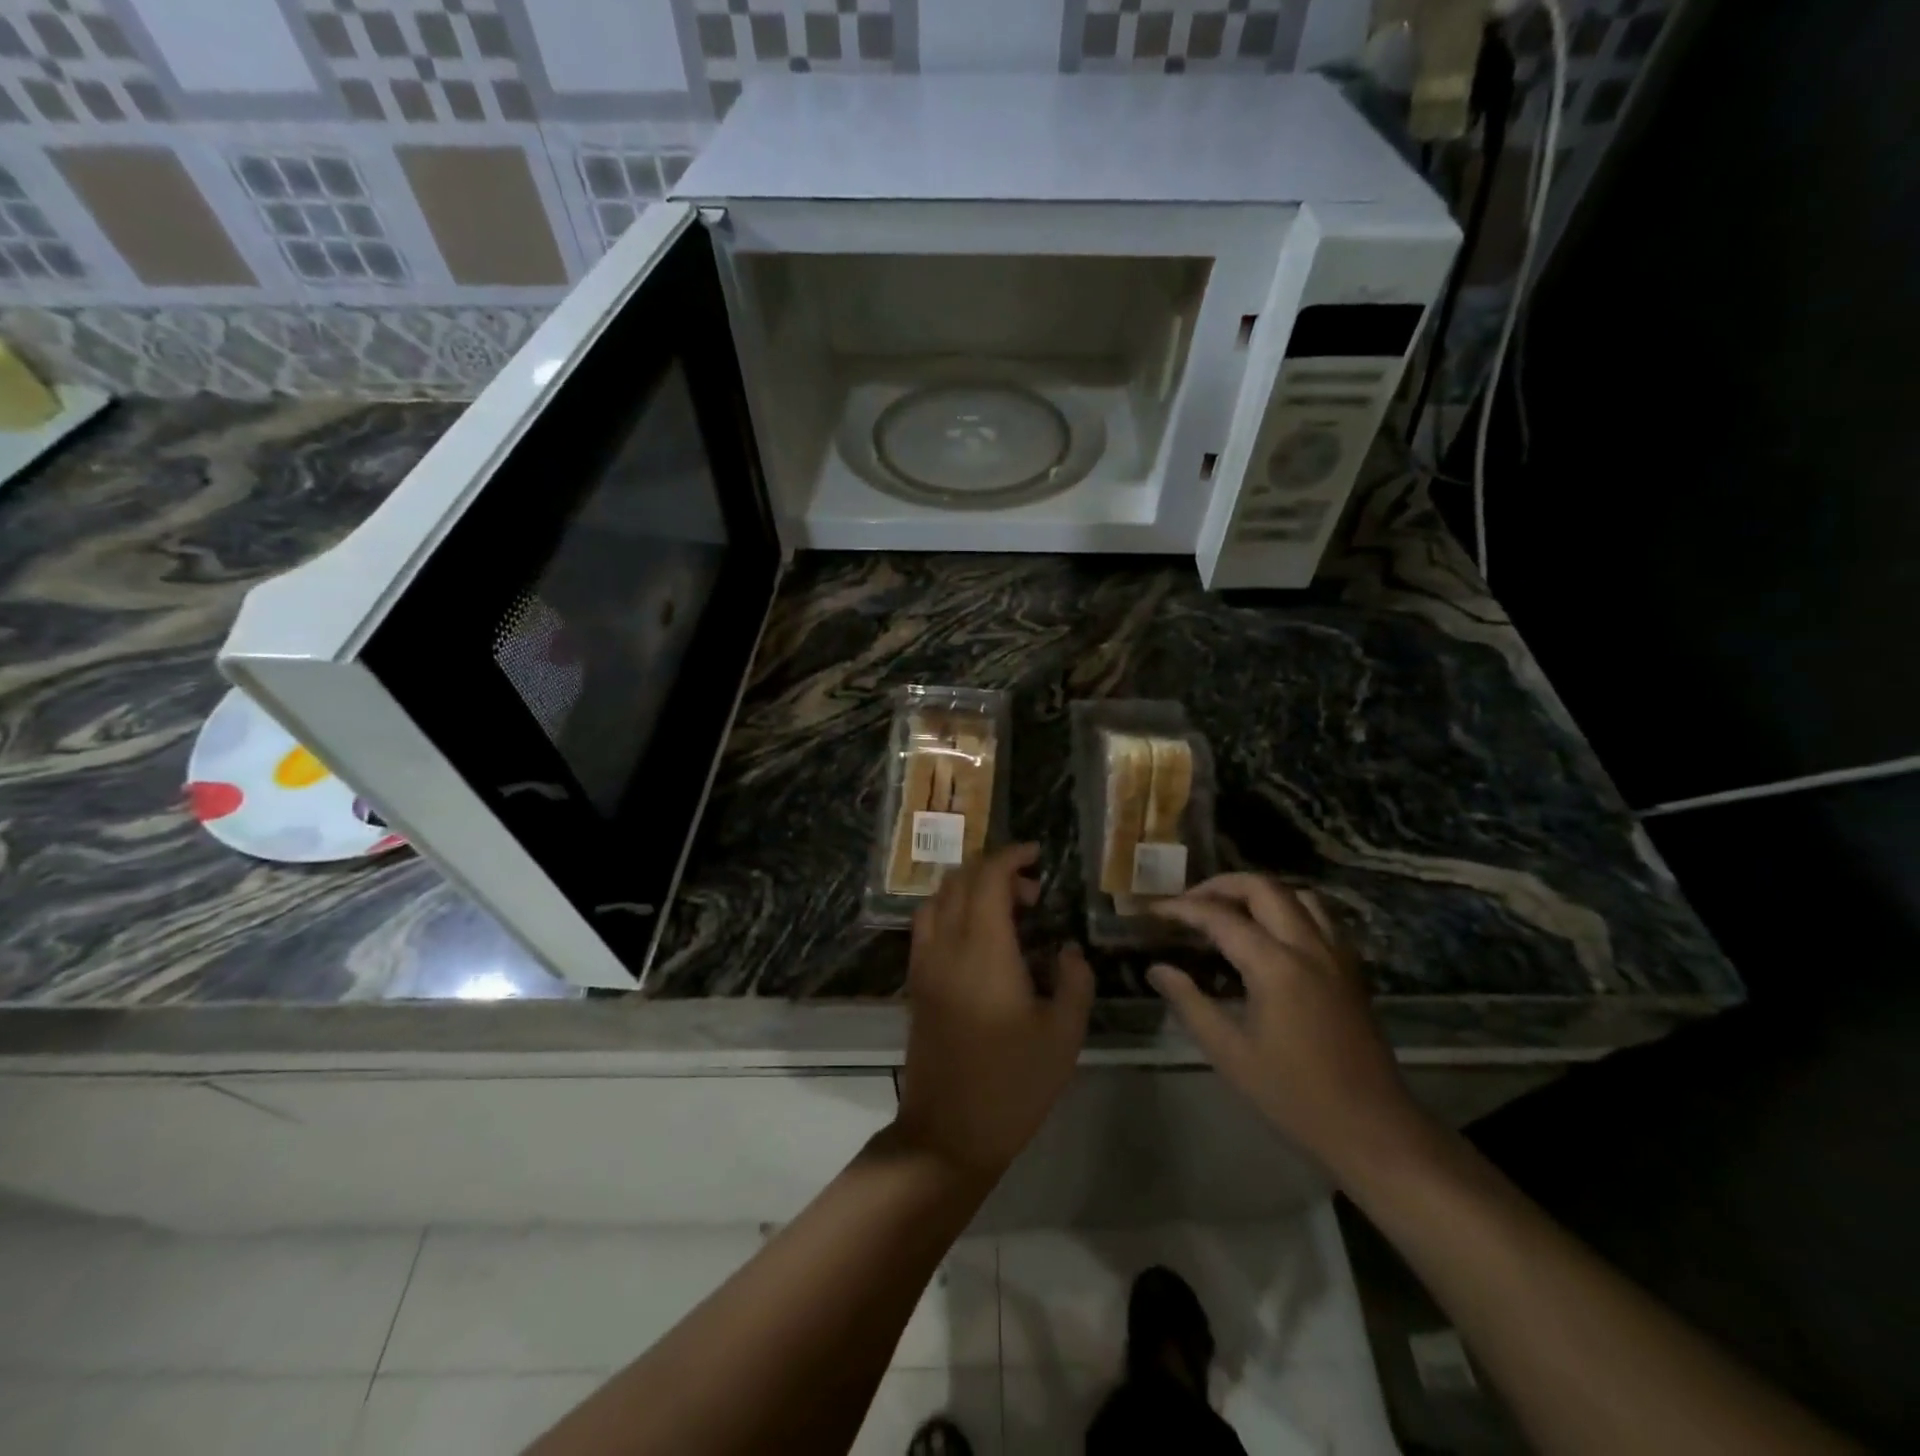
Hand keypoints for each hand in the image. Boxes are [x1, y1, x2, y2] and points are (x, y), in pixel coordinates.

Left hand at [894, 843, 1094, 1179]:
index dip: (1012, 856)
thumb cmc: (1014, 1084)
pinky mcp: (916, 983)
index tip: (1037, 854)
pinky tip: (979, 937)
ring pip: (938, 898)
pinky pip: (928, 924)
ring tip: (1006, 910)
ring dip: (970, 888)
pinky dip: (952, 909)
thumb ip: (1073, 979)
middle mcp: (946, 945)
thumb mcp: (1063, 1034)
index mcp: (983, 949)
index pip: (988, 877)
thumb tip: (1066, 948)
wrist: (949, 1132)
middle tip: (1032, 892)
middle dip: (995, 870)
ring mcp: (924, 963)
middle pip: (959, 880)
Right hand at [1148, 874, 1430, 1183]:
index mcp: (1276, 966)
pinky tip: (1271, 933)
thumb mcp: (1230, 1053)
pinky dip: (1289, 908)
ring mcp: (1336, 955)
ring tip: (1228, 910)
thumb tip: (1157, 969)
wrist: (1373, 1130)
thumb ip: (1189, 1002)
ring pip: (1297, 894)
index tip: (1153, 910)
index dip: (1182, 908)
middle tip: (1189, 902)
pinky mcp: (1351, 969)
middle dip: (1220, 885)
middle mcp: (1309, 947)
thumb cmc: (1294, 1096)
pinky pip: (1320, 917)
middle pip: (1263, 887)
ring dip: (1258, 892)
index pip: (1220, 917)